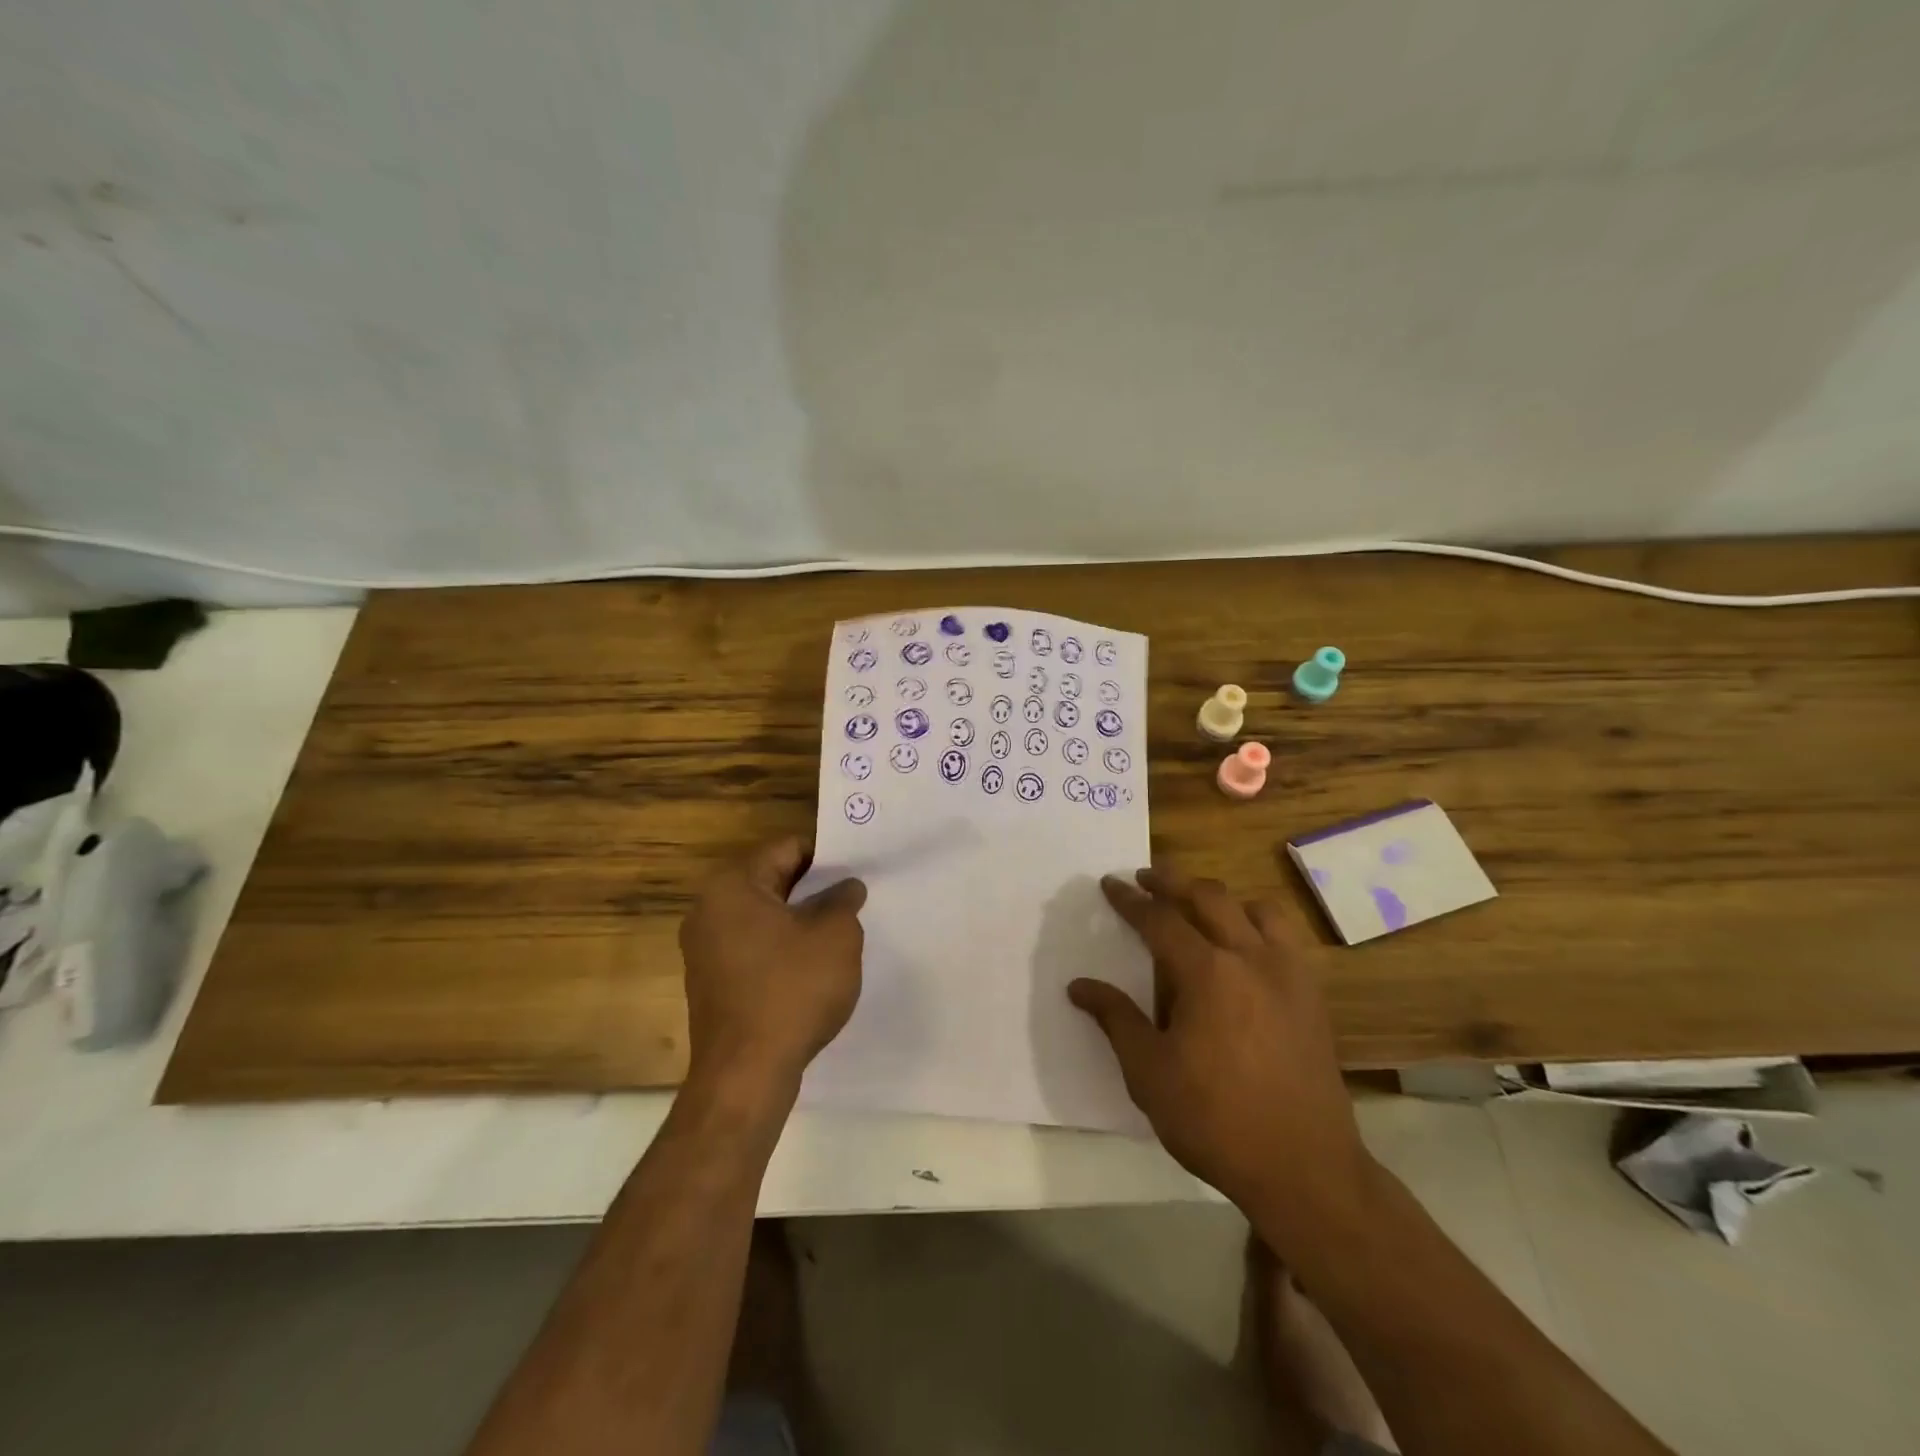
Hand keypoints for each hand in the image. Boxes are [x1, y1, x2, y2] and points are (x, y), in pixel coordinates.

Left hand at [679, 837, 866, 1093]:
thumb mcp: (836, 936)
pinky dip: (782, 949)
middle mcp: (708, 909)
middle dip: (814, 889)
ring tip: (840, 931)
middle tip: (855, 898)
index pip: (786, 849)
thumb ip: (843, 901)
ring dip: (800, 920)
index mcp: (732, 885)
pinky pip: (753, 949)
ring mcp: (705, 949)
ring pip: (764, 917)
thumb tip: (846, 887)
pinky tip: (813, 967)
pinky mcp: (711, 983)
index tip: (857, 869)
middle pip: (771, 881)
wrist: (745, 1076)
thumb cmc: (791, 991)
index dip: (826, 856)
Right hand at [1068, 867, 1371, 1221]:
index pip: (1160, 920)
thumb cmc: (1215, 1120)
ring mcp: (1289, 973)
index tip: (1110, 883)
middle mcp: (1250, 958)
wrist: (1304, 1168)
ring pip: (1254, 908)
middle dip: (1172, 881)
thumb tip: (1079, 986)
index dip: (1131, 900)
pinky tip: (1245, 945)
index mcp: (1207, 973)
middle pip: (1208, 897)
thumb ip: (1115, 1019)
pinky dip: (1258, 922)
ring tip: (1197, 903)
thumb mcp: (1149, 1073)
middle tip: (1145, 877)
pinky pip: (1285, 936)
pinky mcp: (1312, 995)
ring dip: (1220, 897)